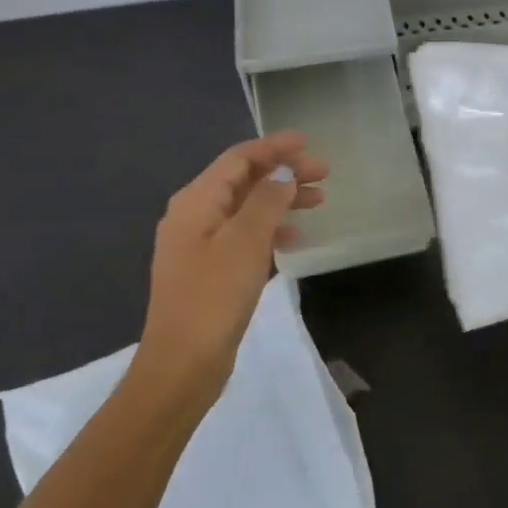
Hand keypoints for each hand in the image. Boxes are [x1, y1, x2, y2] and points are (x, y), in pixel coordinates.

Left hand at [136, 131, 326, 400]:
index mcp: (195, 201)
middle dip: (283, 173)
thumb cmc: (213, 297)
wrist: (182, 365)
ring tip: (319, 201)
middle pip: (243, 181)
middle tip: (324, 173)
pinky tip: (295, 238)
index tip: (308, 142)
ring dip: (281, 200)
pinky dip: (270, 230)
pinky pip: (244, 236)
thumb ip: (266, 200)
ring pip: (247, 209)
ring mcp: (200, 245)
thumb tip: (282, 174)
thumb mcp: (245, 242)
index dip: (274, 147)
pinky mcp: (209, 271)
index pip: (238, 159)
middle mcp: (194, 216)